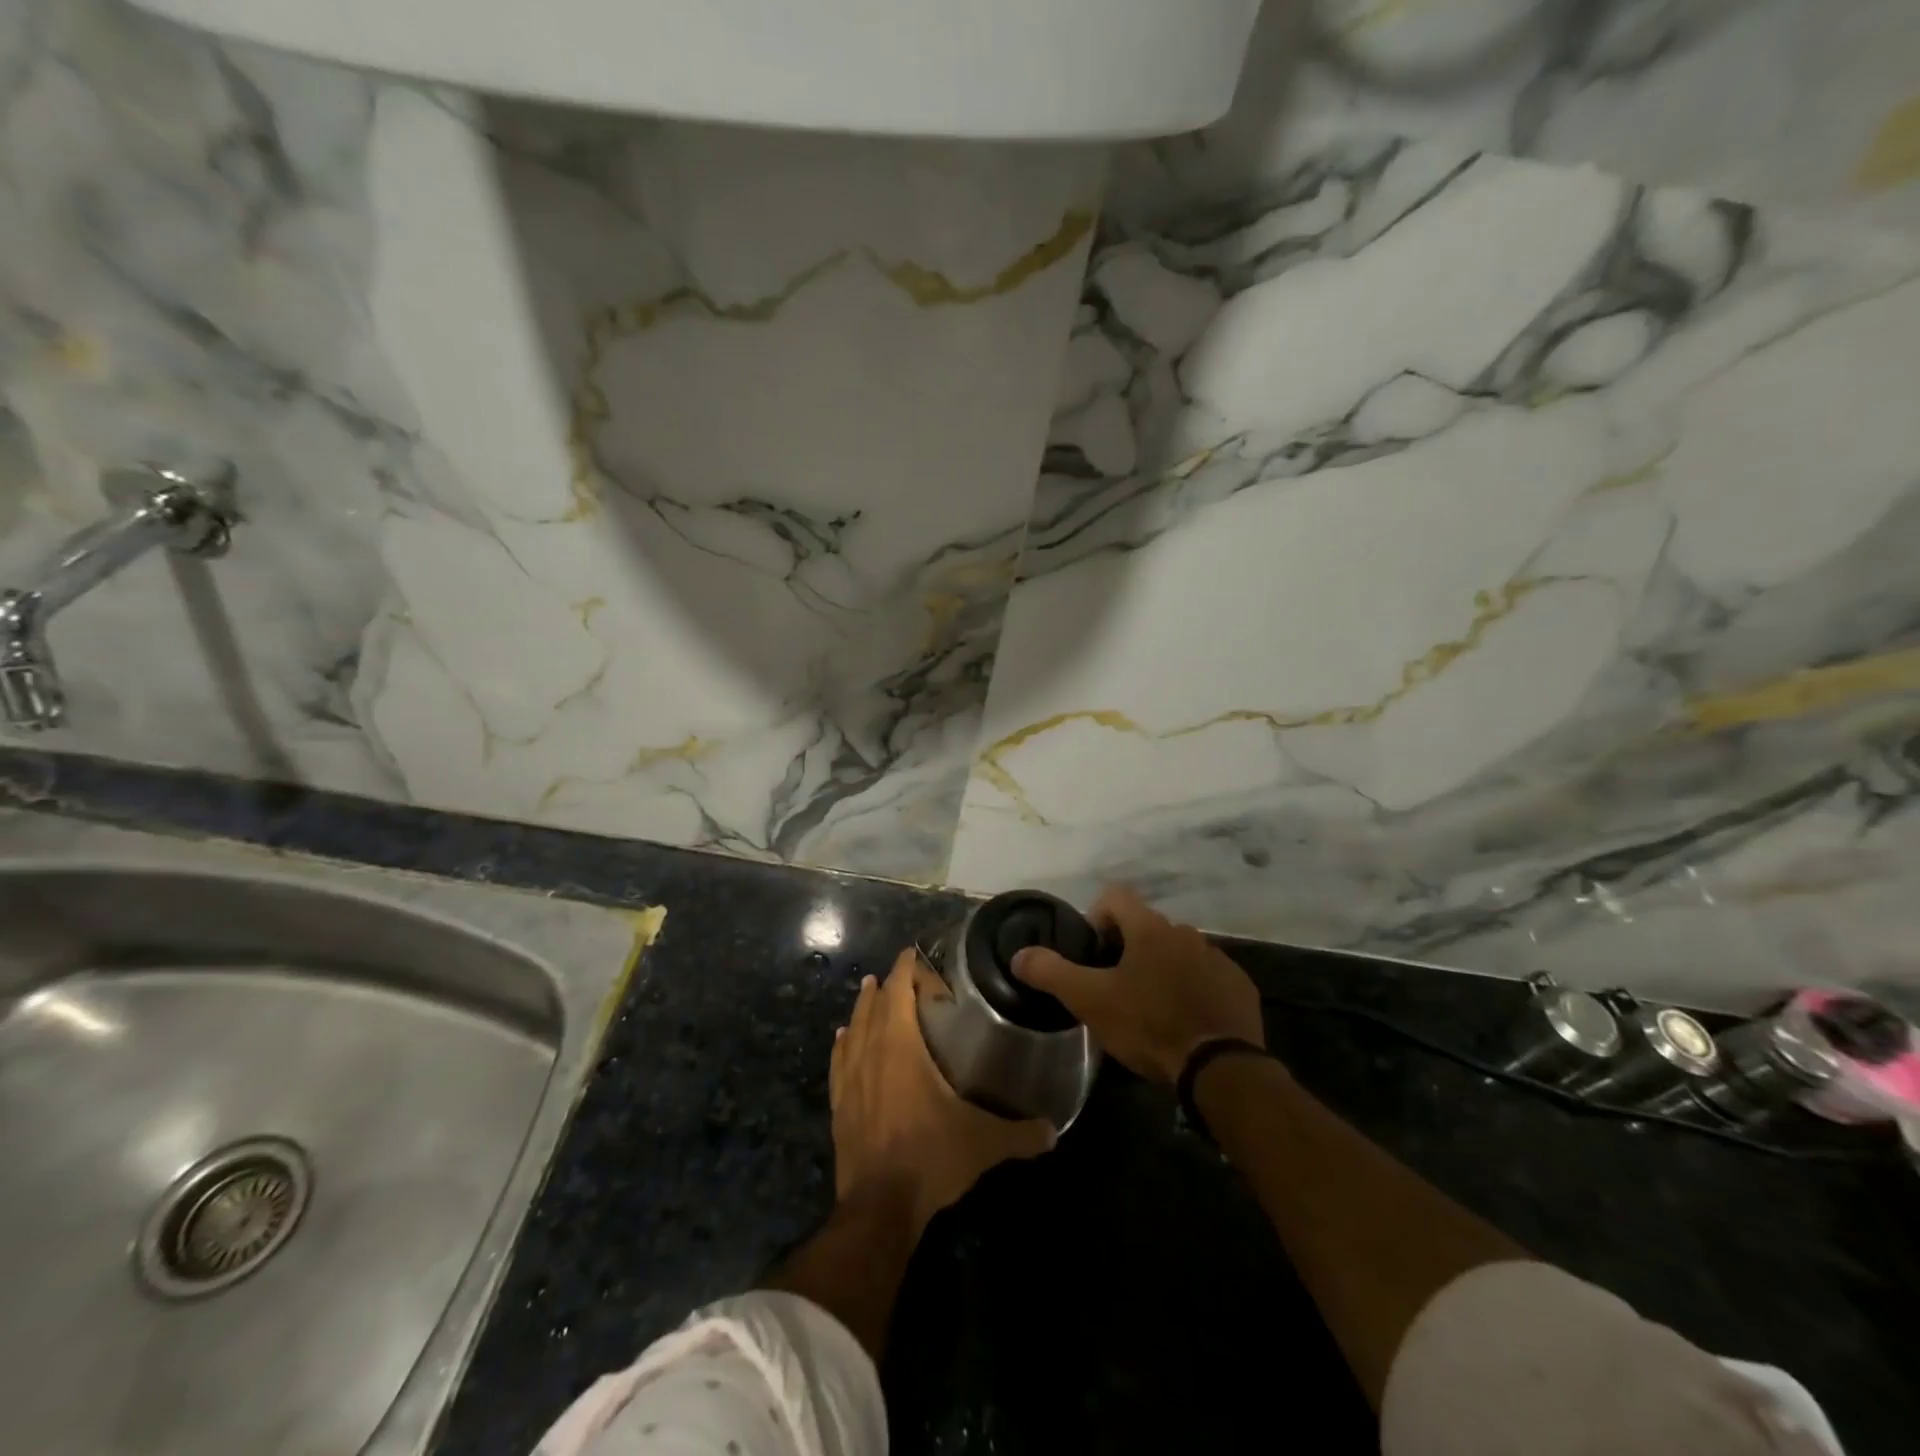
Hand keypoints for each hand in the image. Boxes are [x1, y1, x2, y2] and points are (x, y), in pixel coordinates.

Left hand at [830, 950, 1055, 1233]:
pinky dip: (841, 1045)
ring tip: (868, 990)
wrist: (878, 1207)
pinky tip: (840, 1038)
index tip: (913, 952)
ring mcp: (851, 1080)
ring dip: (862, 1007)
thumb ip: (1020, 1134)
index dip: (905, 968)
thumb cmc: (930, 1157)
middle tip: (899, 970)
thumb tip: (1054, 1131)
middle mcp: (872, 1053)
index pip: (899, 992)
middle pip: (875, 1005)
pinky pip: (838, 1063)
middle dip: (887, 983)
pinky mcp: (839, 1105)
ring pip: (853, 1029)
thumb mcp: (982, 1143)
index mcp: (901, 1047)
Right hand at [1012, 885, 1263, 1086]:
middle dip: (1128, 948)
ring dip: (1161, 968)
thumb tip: (1020, 954)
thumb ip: (1051, 972)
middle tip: (1114, 985)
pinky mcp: (1239, 986)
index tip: (1091, 952)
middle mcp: (1186, 933)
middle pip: (1147, 926)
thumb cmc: (1149, 1025)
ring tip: (1150, 1006)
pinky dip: (1192, 988)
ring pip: (1178, 952)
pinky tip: (1184, 1020)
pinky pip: (1208, 976)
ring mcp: (1218, 958)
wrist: (1220, 1068)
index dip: (1096, 916)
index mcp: (1150, 929)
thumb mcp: (1090, 1001)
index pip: (1115, 897)